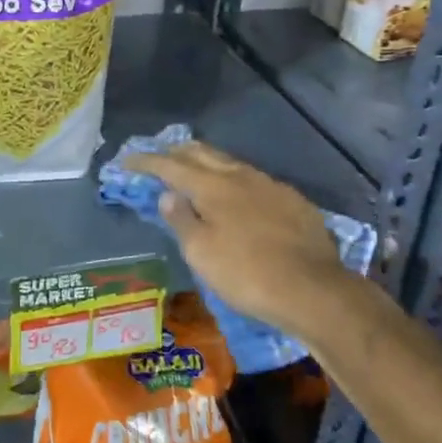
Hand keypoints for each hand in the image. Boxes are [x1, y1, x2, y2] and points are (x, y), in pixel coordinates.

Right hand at [121, 140, 353, 341]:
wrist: (314, 290)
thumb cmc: (247, 274)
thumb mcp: (202, 253)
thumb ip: (181, 219)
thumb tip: (167, 194)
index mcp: (213, 186)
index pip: (171, 165)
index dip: (147, 161)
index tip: (128, 160)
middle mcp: (241, 176)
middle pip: (203, 153)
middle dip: (177, 152)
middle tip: (160, 159)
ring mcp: (271, 185)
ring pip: (231, 164)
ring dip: (208, 165)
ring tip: (196, 175)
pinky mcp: (293, 201)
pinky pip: (255, 182)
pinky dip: (235, 183)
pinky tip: (239, 199)